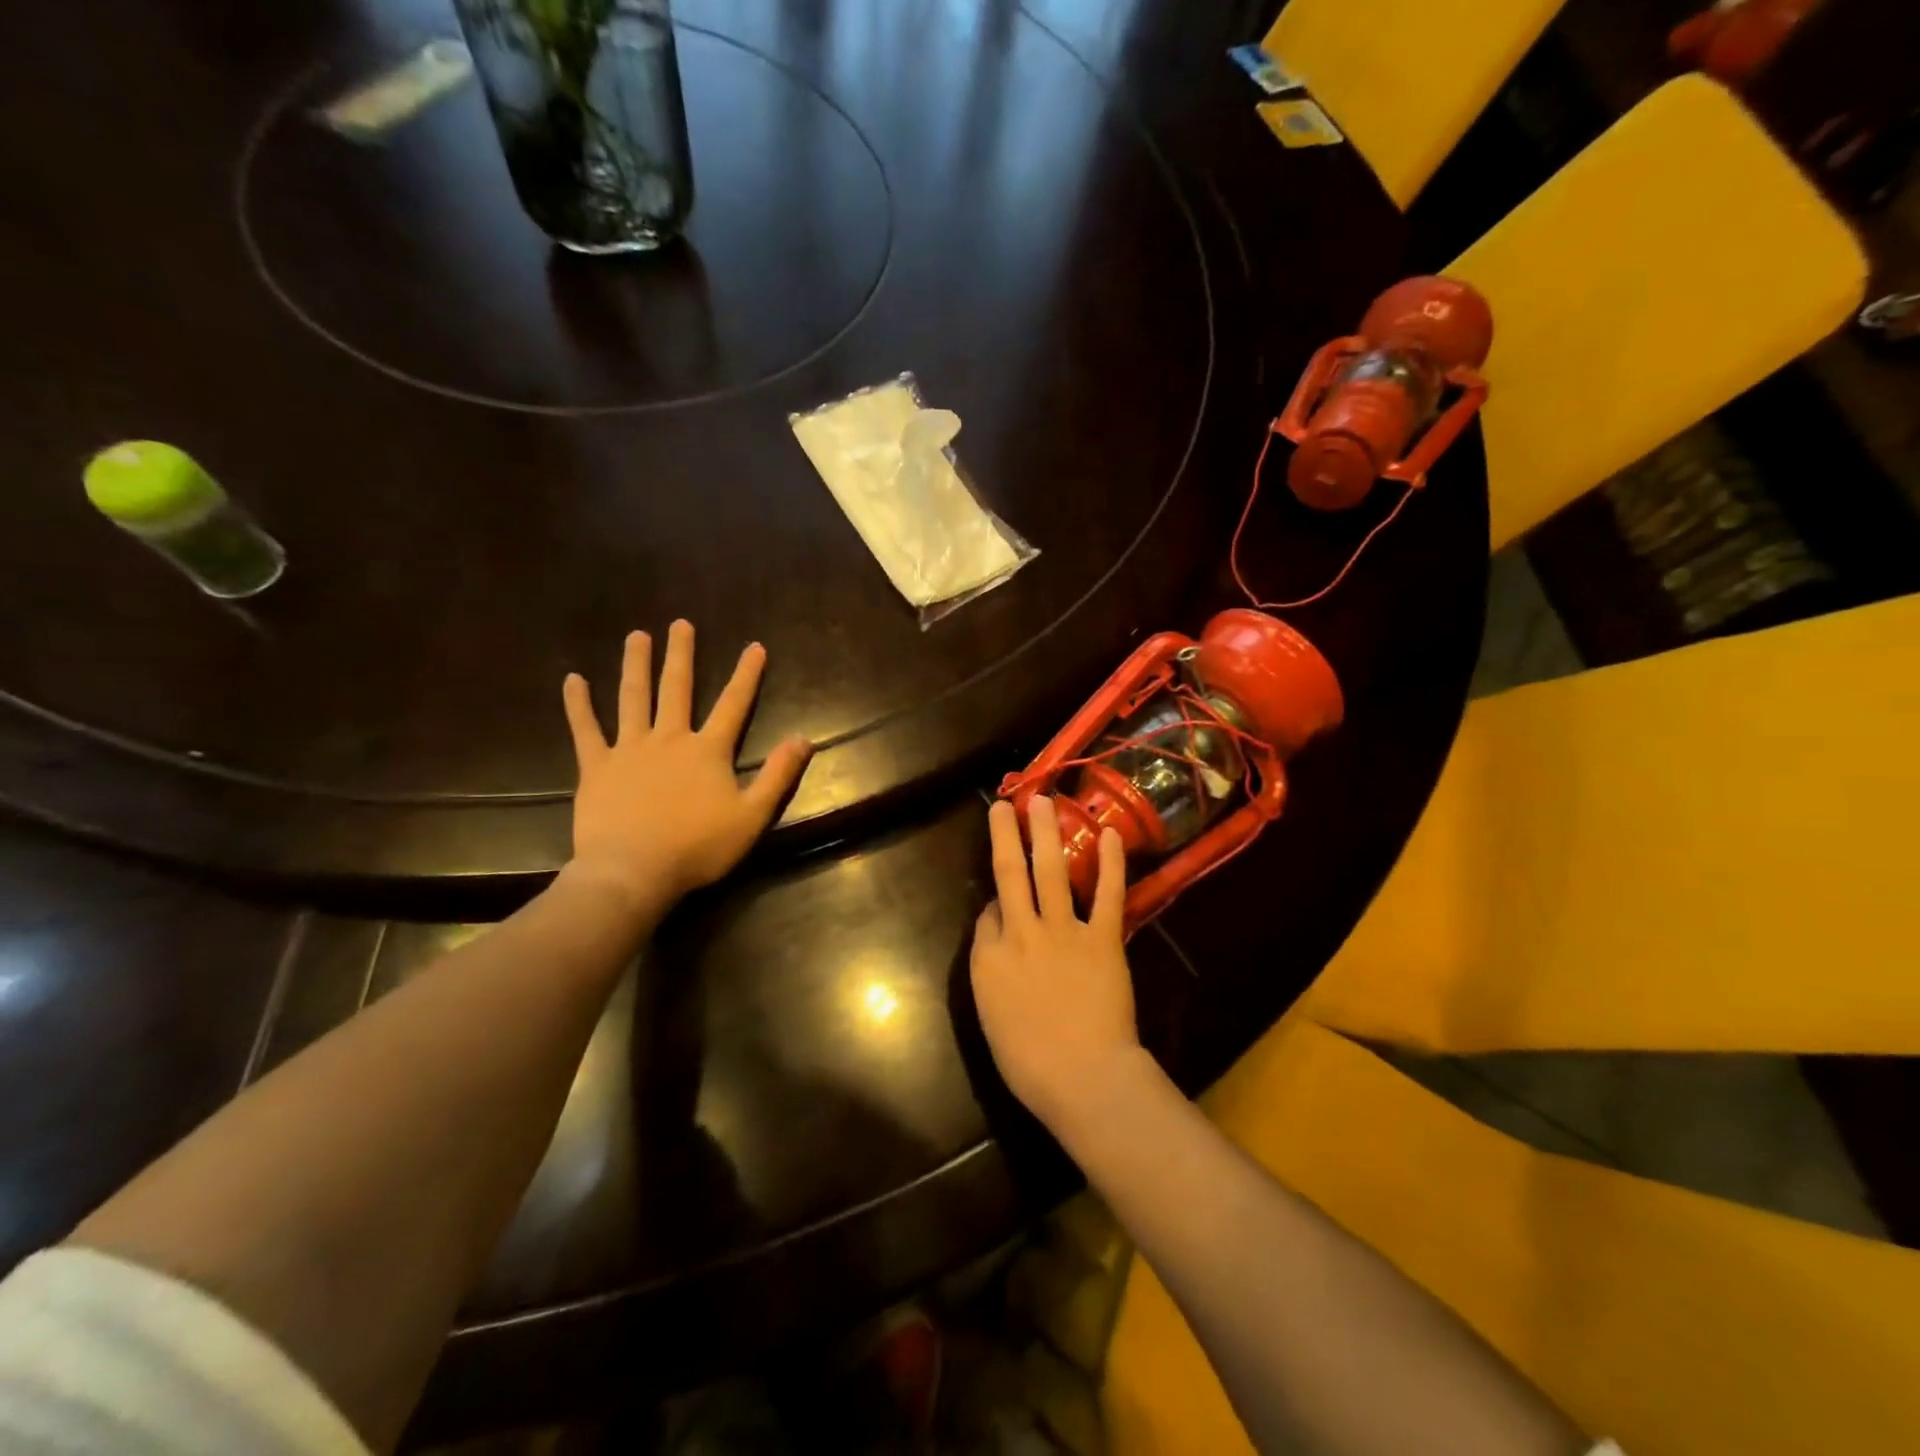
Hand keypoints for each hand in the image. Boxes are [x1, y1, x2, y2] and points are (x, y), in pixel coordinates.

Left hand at [561, 621, 812, 916]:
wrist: (633, 872)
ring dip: (636, 665)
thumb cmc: (697, 847)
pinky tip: (572, 680)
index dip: (746, 675)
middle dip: (681, 654)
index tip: (755, 646)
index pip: (733, 704)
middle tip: (680, 623)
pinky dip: (578, 704)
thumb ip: (778, 775)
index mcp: (707, 751)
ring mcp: (629, 749)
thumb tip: (804, 739)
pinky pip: (585, 730)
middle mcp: (669, 738)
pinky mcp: (597, 767)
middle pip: (676, 688)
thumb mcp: (752, 816)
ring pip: (633, 698)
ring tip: (636, 636)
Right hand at [970, 796, 1145, 1136]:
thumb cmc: (1029, 1061)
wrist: (1083, 1076)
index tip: (1003, 900)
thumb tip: (997, 930)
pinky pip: (1107, 894)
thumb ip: (990, 968)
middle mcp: (1021, 932)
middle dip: (1007, 834)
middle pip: (1010, 873)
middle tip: (1006, 803)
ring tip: (1044, 800)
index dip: (995, 901)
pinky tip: (1108, 835)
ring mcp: (1064, 930)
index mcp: (989, 957)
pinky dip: (1110, 863)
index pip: (989, 912)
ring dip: (1047, 832)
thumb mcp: (990, 1015)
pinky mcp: (1103, 937)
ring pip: (1051, 870)